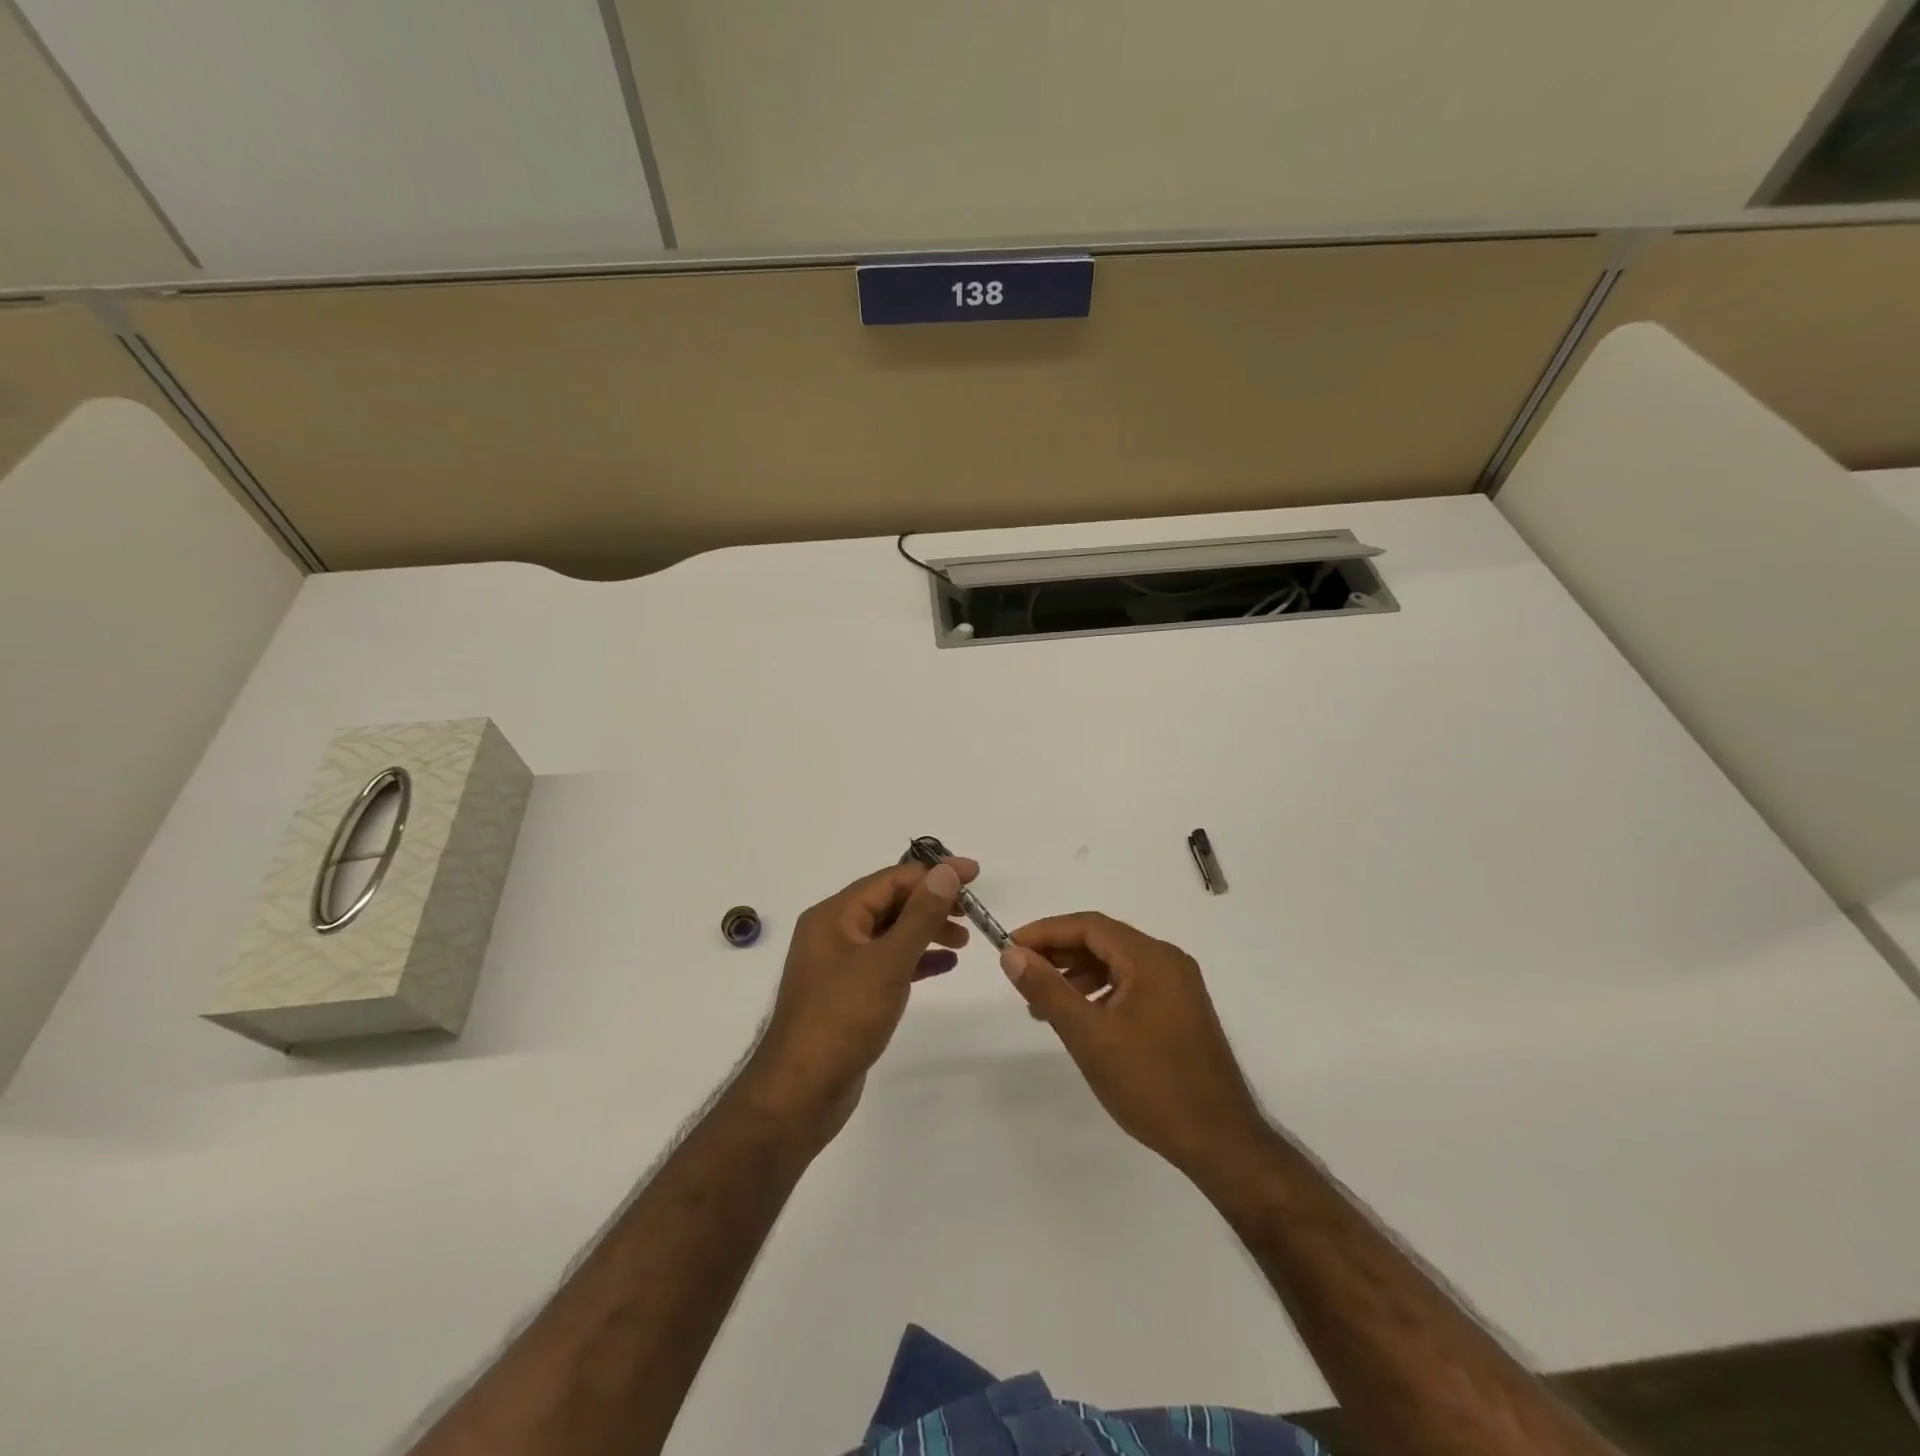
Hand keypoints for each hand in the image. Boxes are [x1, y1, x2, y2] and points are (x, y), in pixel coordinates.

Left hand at [743, 857, 978, 1141]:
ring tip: (963, 941)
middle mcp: (833, 932)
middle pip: (890, 903)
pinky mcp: (848, 993)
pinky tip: (944, 966)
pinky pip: (887, 962)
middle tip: (972, 912)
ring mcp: (839, 964)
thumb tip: (946, 871)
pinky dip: (915, 960)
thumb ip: (920, 915)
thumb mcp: (887, 962)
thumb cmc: (843, 1019)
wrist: (801, 1092)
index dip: (934, 873)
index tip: (974, 874)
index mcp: (834, 915)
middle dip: (932, 903)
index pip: (891, 879)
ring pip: (890, 933)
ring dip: (926, 931)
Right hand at [1000, 913, 1268, 1176]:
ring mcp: (1178, 987)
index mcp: (1152, 958)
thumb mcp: (1089, 1036)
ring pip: (1116, 964)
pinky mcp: (1180, 1012)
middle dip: (1059, 953)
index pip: (1089, 926)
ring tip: (1041, 1003)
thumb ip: (1048, 990)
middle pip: (1103, 941)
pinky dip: (1099, 992)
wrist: (1220, 1142)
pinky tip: (1080, 1018)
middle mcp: (1168, 962)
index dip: (1045, 932)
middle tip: (1020, 972)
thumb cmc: (1151, 1084)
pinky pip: (1131, 986)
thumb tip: (1012, 955)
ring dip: (1076, 974)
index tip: (1009, 948)